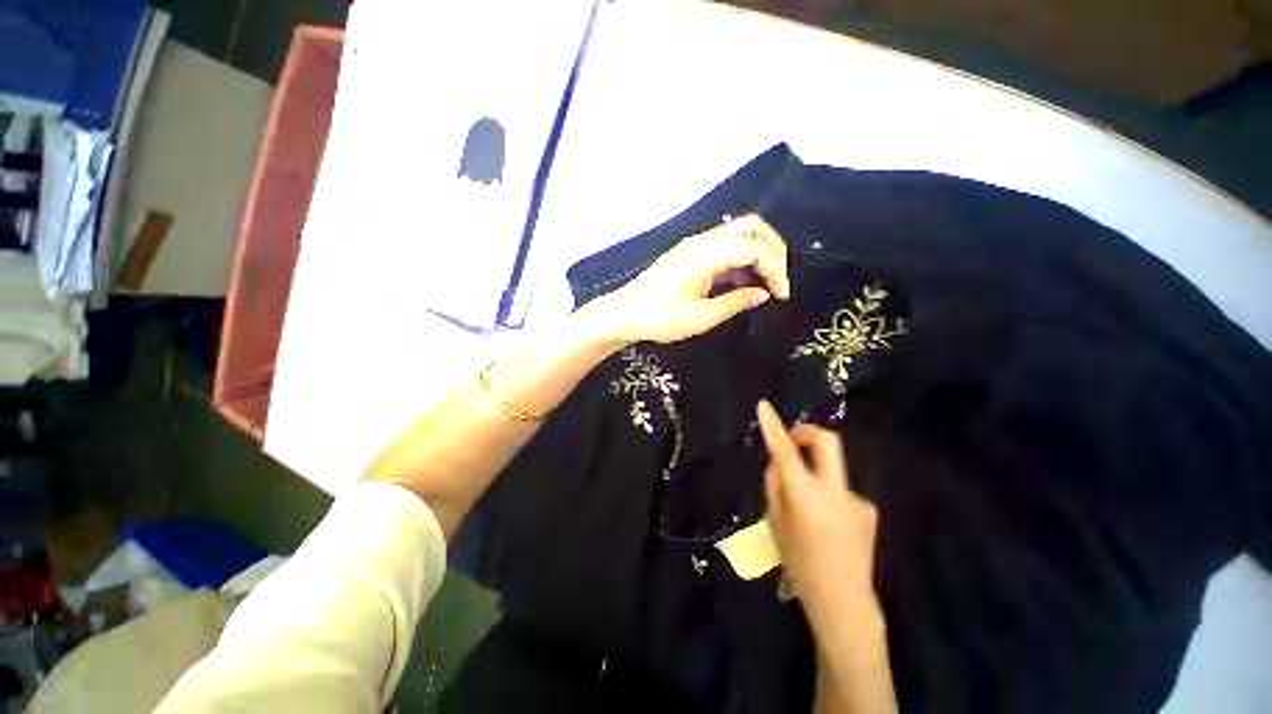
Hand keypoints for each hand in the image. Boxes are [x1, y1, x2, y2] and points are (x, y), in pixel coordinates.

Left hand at [584, 214, 790, 344]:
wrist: (624, 313)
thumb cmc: (659, 318)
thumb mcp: (700, 318)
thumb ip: (735, 303)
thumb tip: (763, 294)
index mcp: (704, 255)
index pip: (753, 248)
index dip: (775, 269)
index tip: (782, 295)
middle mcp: (702, 241)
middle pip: (750, 226)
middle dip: (774, 249)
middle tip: (779, 280)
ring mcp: (694, 244)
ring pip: (738, 232)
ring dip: (759, 250)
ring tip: (767, 281)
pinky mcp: (690, 253)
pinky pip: (724, 245)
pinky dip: (742, 257)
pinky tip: (743, 280)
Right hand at [756, 400, 879, 619]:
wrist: (843, 601)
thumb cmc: (799, 562)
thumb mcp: (775, 521)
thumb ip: (775, 485)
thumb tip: (779, 462)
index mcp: (805, 495)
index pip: (784, 450)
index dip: (774, 425)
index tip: (764, 405)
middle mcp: (834, 489)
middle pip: (827, 441)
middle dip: (807, 432)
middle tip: (793, 441)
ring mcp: (856, 498)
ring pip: (831, 470)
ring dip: (816, 474)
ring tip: (810, 508)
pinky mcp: (868, 508)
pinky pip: (841, 492)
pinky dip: (829, 497)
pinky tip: (829, 525)